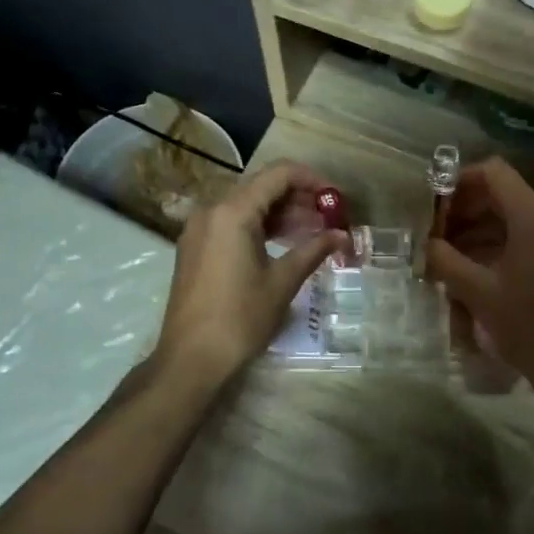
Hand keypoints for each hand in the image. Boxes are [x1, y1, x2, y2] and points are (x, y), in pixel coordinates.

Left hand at [153, 161, 344, 389]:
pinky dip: (259, 227)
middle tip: (329, 218)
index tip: (336, 198)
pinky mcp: (195, 247)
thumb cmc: (239, 318)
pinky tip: (284, 244)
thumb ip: (313, 250)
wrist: (190, 359)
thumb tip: (342, 236)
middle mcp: (211, 210)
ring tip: (313, 232)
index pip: (278, 174)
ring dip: (280, 214)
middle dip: (298, 198)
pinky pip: (231, 223)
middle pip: (261, 187)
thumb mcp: (282, 282)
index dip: (311, 180)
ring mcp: (199, 229)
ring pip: (246, 205)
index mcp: (232, 211)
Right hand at [425, 159, 533, 408]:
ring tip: (452, 257)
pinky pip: (533, 237)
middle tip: (438, 235)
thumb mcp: (478, 293)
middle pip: (505, 194)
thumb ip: (446, 260)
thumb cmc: (529, 327)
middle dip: (467, 210)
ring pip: (517, 218)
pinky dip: (503, 245)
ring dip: (482, 230)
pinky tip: (480, 271)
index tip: (436, 206)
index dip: (460, 181)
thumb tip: (426, 243)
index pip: (494, 172)